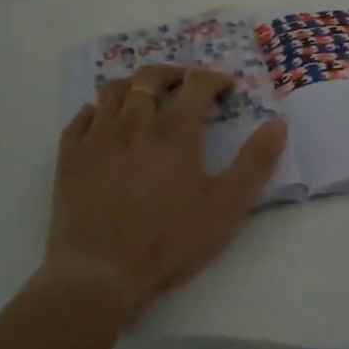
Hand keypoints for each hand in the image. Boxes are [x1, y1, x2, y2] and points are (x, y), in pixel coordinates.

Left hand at [42, 65, 287, 323]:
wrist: (99, 275)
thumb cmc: (168, 242)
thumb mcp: (226, 207)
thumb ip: (255, 163)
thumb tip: (278, 124)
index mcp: (175, 130)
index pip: (198, 83)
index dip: (215, 78)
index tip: (226, 87)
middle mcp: (135, 121)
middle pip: (151, 77)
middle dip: (172, 73)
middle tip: (184, 84)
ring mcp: (98, 136)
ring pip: (113, 89)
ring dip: (133, 86)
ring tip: (145, 98)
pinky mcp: (70, 156)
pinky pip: (81, 117)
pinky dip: (97, 112)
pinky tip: (104, 123)